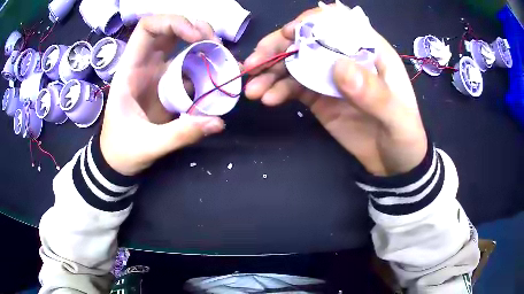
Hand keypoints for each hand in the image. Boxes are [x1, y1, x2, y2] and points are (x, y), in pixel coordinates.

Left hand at [100, 15, 224, 175]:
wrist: (117, 162)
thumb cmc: (122, 150)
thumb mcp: (147, 145)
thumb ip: (179, 134)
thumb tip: (217, 122)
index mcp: (130, 69)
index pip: (148, 27)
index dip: (173, 23)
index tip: (196, 37)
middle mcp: (145, 64)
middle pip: (170, 30)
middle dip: (196, 29)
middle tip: (217, 45)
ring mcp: (158, 74)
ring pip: (182, 45)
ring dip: (205, 46)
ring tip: (225, 59)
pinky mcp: (169, 86)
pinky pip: (190, 68)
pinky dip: (207, 68)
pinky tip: (221, 77)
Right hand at [245, 9, 426, 175]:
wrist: (394, 164)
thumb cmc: (404, 136)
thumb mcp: (397, 118)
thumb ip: (374, 93)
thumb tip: (339, 68)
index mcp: (370, 51)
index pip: (338, 23)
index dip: (312, 23)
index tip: (290, 34)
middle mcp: (346, 57)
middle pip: (307, 40)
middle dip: (278, 46)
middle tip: (253, 63)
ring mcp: (329, 77)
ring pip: (294, 62)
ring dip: (269, 71)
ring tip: (252, 87)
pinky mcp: (318, 96)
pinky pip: (293, 87)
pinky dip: (277, 90)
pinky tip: (266, 99)